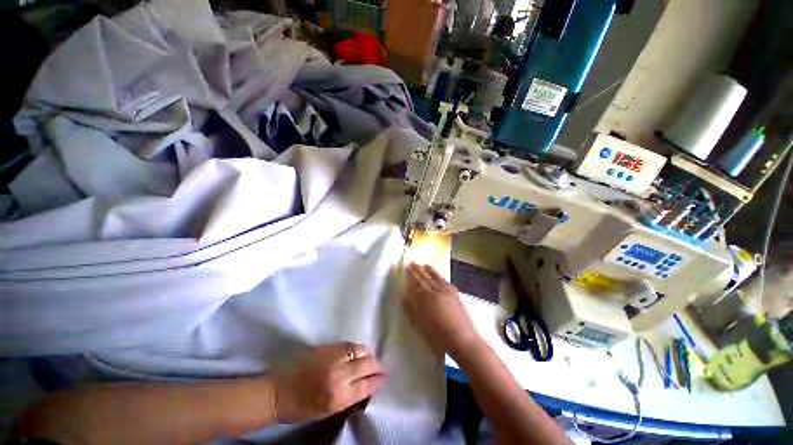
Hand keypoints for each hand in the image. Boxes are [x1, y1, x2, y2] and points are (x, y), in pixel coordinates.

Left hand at [270, 343, 384, 422]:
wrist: (277, 391)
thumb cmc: (300, 408)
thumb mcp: (327, 411)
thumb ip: (348, 397)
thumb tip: (365, 386)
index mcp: (339, 396)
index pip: (366, 385)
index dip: (377, 380)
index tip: (384, 378)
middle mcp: (339, 374)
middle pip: (366, 365)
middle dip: (376, 366)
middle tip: (380, 368)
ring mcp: (333, 357)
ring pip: (360, 350)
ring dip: (368, 355)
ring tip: (371, 358)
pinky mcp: (327, 346)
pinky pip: (349, 345)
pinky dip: (357, 348)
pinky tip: (359, 351)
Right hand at [401, 263, 478, 356]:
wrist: (463, 340)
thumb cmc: (439, 336)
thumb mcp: (421, 324)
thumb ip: (412, 309)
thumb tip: (404, 296)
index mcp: (428, 298)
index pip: (418, 283)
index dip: (413, 275)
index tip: (408, 268)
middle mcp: (438, 291)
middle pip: (427, 278)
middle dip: (419, 271)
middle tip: (413, 263)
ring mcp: (448, 293)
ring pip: (437, 278)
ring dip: (431, 271)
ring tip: (425, 265)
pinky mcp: (456, 296)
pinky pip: (447, 283)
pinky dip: (441, 278)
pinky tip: (440, 277)